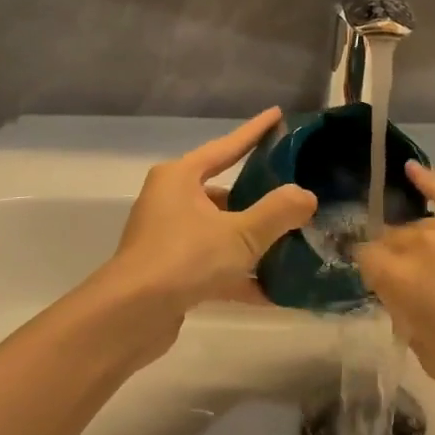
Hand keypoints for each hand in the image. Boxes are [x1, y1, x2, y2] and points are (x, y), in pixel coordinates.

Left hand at [84, 109, 316, 363]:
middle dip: (259, 196)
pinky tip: (272, 290)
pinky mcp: (170, 273)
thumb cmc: (183, 259)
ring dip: (252, 239)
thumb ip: (278, 212)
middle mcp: (170, 201)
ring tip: (293, 240)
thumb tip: (307, 196)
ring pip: (220, 230)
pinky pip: (213, 263)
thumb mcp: (240, 233)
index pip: (226, 146)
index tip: (278, 115)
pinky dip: (239, 273)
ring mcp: (168, 238)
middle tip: (294, 190)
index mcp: (180, 177)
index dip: (255, 131)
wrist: (128, 319)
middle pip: (224, 192)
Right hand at [356, 163, 434, 426]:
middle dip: (394, 259)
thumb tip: (407, 301)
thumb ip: (410, 321)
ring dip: (416, 242)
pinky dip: (428, 181)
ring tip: (429, 264)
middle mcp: (423, 244)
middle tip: (411, 287)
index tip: (384, 292)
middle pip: (393, 239)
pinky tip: (411, 169)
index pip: (367, 260)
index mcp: (402, 280)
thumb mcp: (433, 360)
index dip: (372, 276)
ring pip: (420, 225)